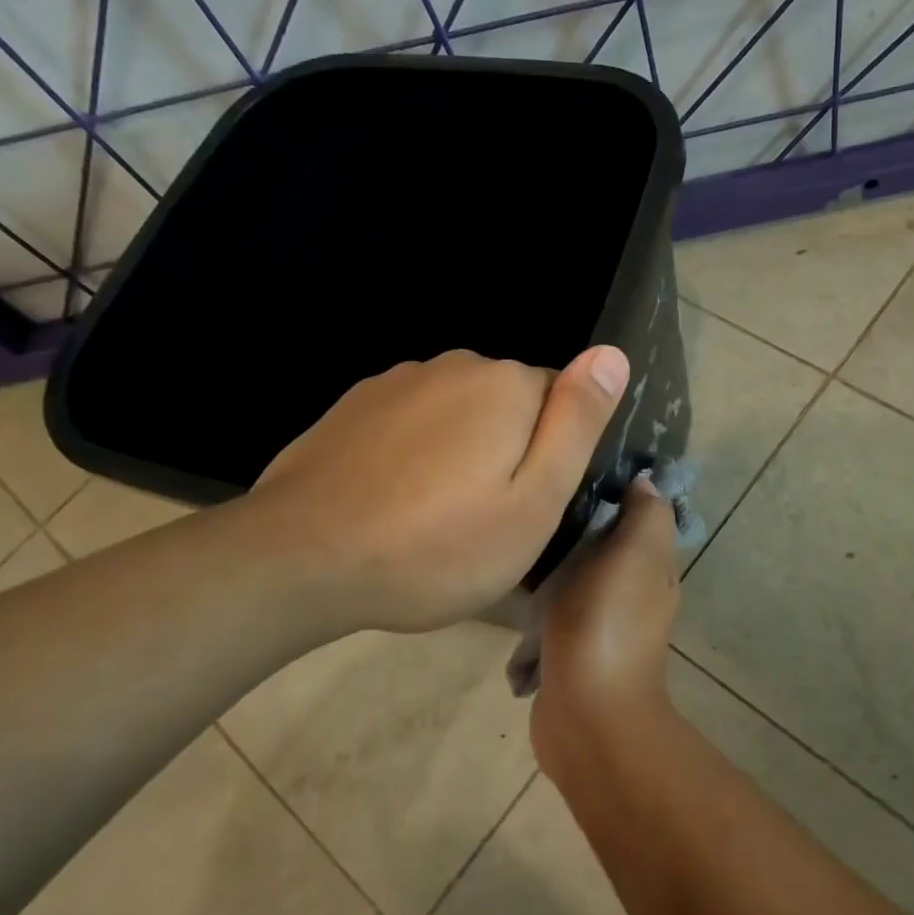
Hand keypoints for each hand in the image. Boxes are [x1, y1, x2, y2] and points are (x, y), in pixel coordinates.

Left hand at [245, 346, 628, 632]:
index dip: (553, 457)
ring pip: (459, 413)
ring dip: (461, 451)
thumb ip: (577, 423)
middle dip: (509, 450)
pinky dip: (416, 453)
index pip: (563, 402)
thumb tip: (612, 354)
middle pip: (510, 404)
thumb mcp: (534, 501)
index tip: (528, 506)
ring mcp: (397, 381)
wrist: (301, 559)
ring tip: (436, 516)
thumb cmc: (437, 546)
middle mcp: (454, 365)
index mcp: (507, 385)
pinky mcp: (355, 405)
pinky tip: (394, 499)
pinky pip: (413, 422)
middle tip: (485, 520)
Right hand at [529, 476, 680, 785]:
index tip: (578, 466)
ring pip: (575, 580)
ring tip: (518, 542)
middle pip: (605, 546)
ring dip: (553, 569)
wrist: (586, 713)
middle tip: (537, 504)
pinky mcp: (569, 651)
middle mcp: (633, 595)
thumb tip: (646, 481)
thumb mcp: (636, 555)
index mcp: (653, 569)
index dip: (618, 490)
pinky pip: (552, 615)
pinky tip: (514, 593)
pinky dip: (537, 608)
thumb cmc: (608, 622)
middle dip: (577, 528)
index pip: (639, 517)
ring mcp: (600, 626)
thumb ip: (644, 516)